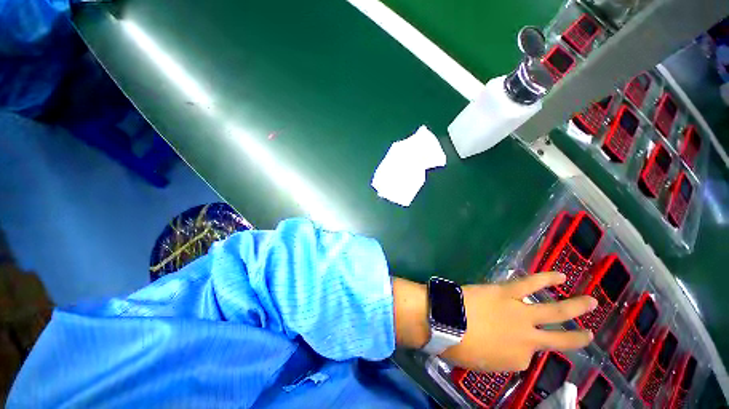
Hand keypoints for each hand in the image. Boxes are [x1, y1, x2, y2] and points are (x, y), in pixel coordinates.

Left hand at [392, 273, 595, 371]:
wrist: (446, 323)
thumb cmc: (458, 346)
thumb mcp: (482, 363)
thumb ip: (498, 358)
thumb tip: (503, 348)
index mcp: (517, 360)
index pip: (525, 356)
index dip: (515, 349)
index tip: (502, 343)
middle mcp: (527, 339)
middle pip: (558, 340)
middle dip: (577, 338)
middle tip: (590, 335)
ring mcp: (520, 314)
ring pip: (554, 311)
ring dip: (575, 306)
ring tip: (592, 302)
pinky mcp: (507, 292)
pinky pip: (530, 283)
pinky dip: (546, 278)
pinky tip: (560, 275)